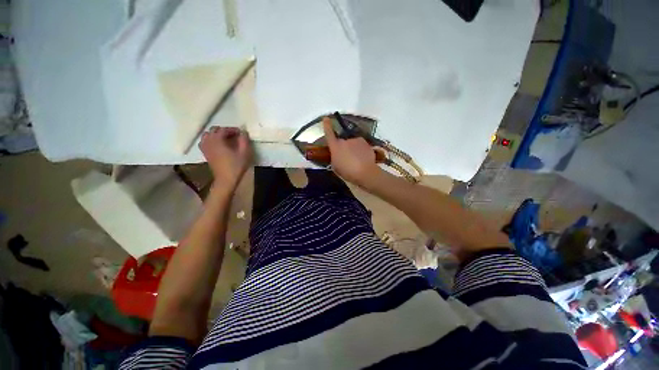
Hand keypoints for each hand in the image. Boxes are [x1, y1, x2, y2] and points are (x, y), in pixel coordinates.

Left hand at [199, 127, 252, 190]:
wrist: (226, 180)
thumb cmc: (236, 166)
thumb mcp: (244, 152)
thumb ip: (244, 140)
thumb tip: (243, 131)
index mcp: (217, 140)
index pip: (224, 129)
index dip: (233, 130)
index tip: (241, 133)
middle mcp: (209, 141)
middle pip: (214, 130)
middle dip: (224, 131)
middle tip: (235, 136)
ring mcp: (205, 148)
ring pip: (207, 135)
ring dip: (216, 134)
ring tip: (226, 139)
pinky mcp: (205, 154)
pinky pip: (204, 142)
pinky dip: (211, 140)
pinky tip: (218, 145)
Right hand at [323, 117, 381, 186]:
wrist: (365, 172)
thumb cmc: (347, 171)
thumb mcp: (336, 167)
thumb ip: (334, 158)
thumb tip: (336, 155)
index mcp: (335, 147)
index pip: (329, 134)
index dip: (327, 126)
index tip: (326, 118)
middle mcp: (345, 141)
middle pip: (342, 142)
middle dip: (344, 148)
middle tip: (347, 159)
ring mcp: (356, 140)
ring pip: (352, 143)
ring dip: (353, 149)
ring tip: (356, 160)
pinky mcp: (365, 142)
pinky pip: (360, 145)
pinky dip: (360, 150)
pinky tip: (363, 158)